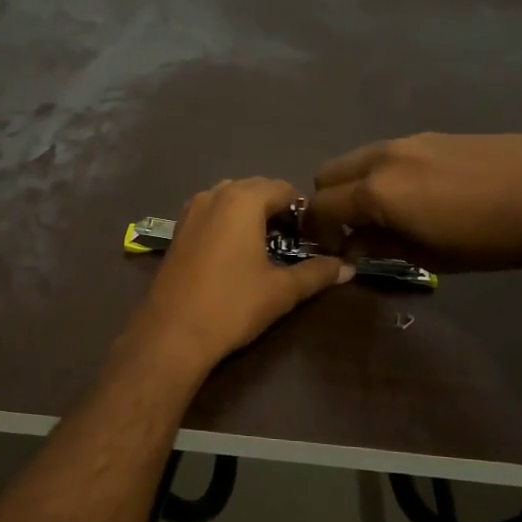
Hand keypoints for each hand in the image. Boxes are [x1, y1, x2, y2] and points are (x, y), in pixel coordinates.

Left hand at [128, 178, 351, 374]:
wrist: (172, 332)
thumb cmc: (232, 305)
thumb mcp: (281, 290)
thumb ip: (317, 272)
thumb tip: (348, 267)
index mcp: (242, 199)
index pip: (285, 189)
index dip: (305, 211)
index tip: (317, 237)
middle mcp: (215, 194)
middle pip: (257, 189)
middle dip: (278, 210)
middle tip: (295, 243)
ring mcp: (191, 210)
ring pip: (231, 199)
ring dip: (252, 215)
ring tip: (268, 247)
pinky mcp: (178, 229)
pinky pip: (212, 213)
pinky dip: (229, 222)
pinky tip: (237, 253)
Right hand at [303, 134, 521, 271]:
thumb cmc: (489, 239)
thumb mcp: (428, 255)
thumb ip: (379, 245)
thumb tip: (353, 244)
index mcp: (375, 192)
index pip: (319, 207)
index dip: (315, 231)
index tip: (330, 249)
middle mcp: (381, 158)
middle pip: (327, 174)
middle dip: (328, 202)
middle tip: (351, 228)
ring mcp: (407, 141)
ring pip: (357, 159)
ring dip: (355, 184)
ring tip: (385, 210)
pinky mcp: (432, 135)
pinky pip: (387, 153)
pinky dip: (383, 172)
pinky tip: (418, 192)